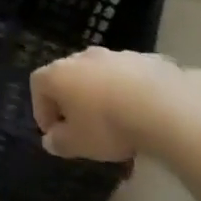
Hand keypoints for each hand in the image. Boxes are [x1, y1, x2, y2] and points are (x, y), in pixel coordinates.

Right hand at [29, 48, 200, 161]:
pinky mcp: (146, 59)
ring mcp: (116, 55)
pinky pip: (130, 76)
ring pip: (101, 74)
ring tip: (117, 122)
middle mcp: (83, 57)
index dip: (41, 109)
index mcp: (60, 74)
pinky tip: (143, 113)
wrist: (163, 106)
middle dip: (72, 100)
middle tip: (83, 127)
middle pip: (69, 75)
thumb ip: (59, 142)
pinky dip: (130, 92)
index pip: (38, 84)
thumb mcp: (77, 144)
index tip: (54, 132)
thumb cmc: (108, 125)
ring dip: (103, 95)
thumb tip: (51, 140)